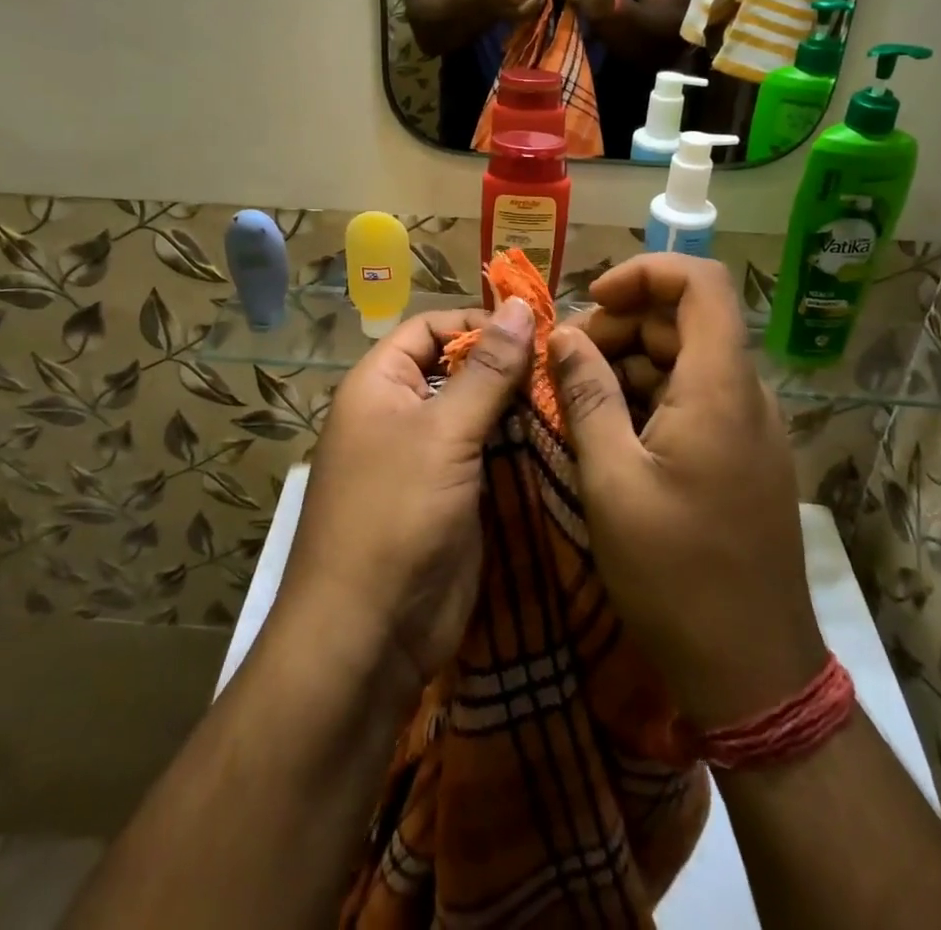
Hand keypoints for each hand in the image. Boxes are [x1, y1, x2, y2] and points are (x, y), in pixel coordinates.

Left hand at [277, 300, 534, 699]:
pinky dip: (519, 447)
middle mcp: (399, 413)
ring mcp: (426, 458)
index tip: (534, 330)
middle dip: (506, 365)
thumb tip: (519, 304)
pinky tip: (562, 441)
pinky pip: (487, 456)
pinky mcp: (451, 497)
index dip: (477, 322)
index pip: (430, 328)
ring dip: (519, 408)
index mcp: (380, 384)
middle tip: (566, 365)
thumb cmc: (396, 515)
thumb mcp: (444, 433)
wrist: (368, 636)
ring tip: (572, 398)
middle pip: (457, 369)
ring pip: (477, 414)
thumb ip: (487, 370)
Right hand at [547, 256, 827, 728]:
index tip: (591, 302)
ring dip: (628, 365)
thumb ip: (587, 395)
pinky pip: (694, 400)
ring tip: (575, 400)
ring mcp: (748, 428)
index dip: (644, 273)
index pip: (699, 282)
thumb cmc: (675, 575)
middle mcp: (745, 394)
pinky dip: (648, 398)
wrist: (754, 672)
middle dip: (619, 327)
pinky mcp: (742, 457)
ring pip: (685, 361)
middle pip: (684, 321)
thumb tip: (565, 337)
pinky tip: (608, 433)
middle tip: (563, 364)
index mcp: (720, 387)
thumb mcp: (612, 480)